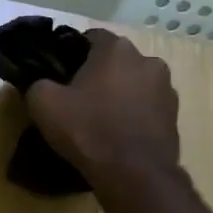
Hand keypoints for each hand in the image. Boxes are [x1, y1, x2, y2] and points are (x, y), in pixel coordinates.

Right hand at [25, 29, 179, 183]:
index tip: (59, 73)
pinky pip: (146, 107)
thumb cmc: (88, 130)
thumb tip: (42, 83)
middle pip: (114, 61)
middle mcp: (147, 60)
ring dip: (118, 94)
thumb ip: (38, 83)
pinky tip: (117, 133)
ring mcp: (166, 88)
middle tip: (76, 97)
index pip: (90, 37)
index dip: (71, 53)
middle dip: (97, 74)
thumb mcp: (43, 104)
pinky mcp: (174, 116)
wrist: (134, 175)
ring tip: (99, 118)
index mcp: (116, 49)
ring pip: (132, 83)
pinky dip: (132, 114)